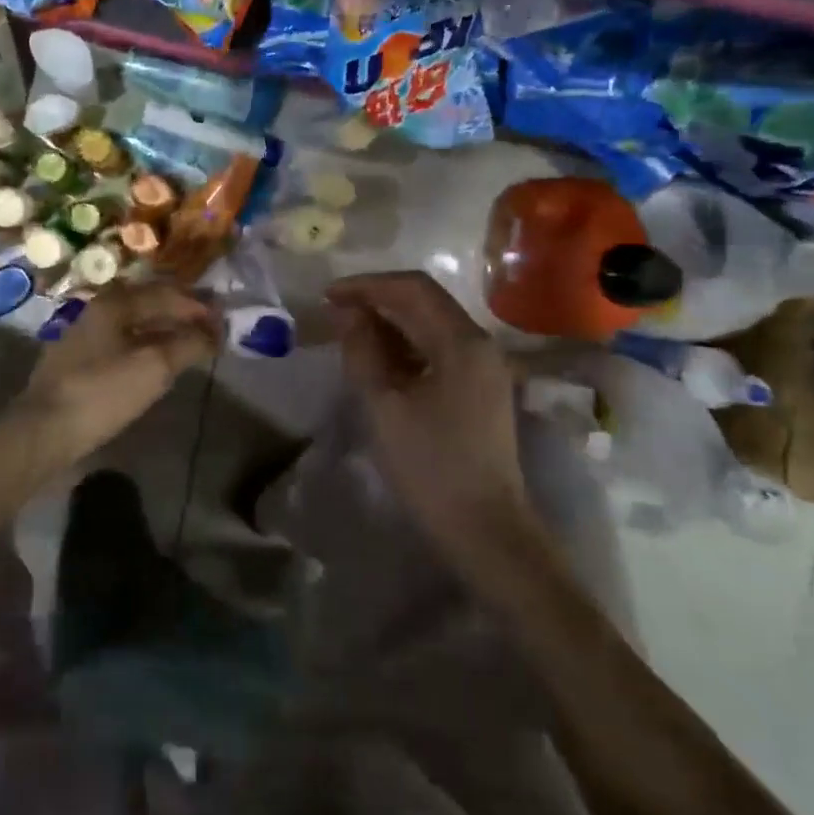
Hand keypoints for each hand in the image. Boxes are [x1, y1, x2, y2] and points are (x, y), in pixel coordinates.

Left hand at [11, 282, 221, 473]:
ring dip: (164, 330)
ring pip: (134, 324)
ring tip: (190, 344)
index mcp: (114, 303)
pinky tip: (156, 363)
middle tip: (210, 327)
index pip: (166, 293)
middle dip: (181, 313)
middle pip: (148, 303)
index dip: (197, 305)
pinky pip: (122, 343)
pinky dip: (147, 346)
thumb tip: (215, 331)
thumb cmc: (102, 392)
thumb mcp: (154, 367)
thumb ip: (188, 344)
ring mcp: (85, 337)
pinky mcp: (78, 363)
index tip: (224, 317)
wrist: (43, 431)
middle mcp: (98, 311)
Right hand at [326, 272, 528, 541]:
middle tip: (334, 312)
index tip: (328, 296)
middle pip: (425, 302)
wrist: (485, 529)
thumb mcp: (384, 405)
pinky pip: (438, 349)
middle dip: (377, 300)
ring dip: (390, 323)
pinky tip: (378, 361)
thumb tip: (347, 312)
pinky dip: (405, 346)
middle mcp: (480, 344)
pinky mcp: (479, 389)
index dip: (367, 285)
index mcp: (462, 342)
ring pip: (431, 325)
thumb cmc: (430, 466)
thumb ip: (363, 350)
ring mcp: (484, 367)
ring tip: (349, 335)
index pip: (412, 288)